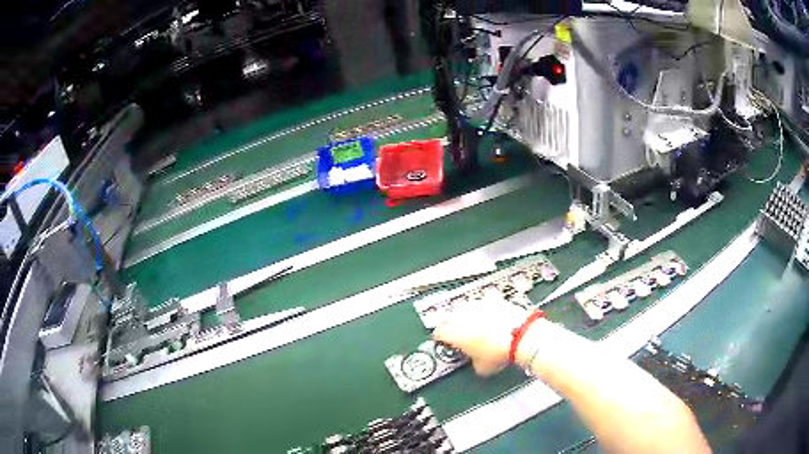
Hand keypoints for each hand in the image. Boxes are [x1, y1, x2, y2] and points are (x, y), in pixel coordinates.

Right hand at [433, 296, 529, 375]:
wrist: (521, 335)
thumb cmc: (498, 352)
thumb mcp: (482, 367)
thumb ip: (473, 362)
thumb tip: (477, 363)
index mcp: (454, 332)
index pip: (438, 332)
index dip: (440, 338)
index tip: (444, 341)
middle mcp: (462, 315)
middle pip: (450, 317)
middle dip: (453, 324)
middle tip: (461, 333)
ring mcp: (478, 304)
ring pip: (466, 307)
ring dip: (469, 314)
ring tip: (477, 324)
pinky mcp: (494, 299)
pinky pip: (485, 302)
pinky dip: (487, 308)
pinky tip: (492, 315)